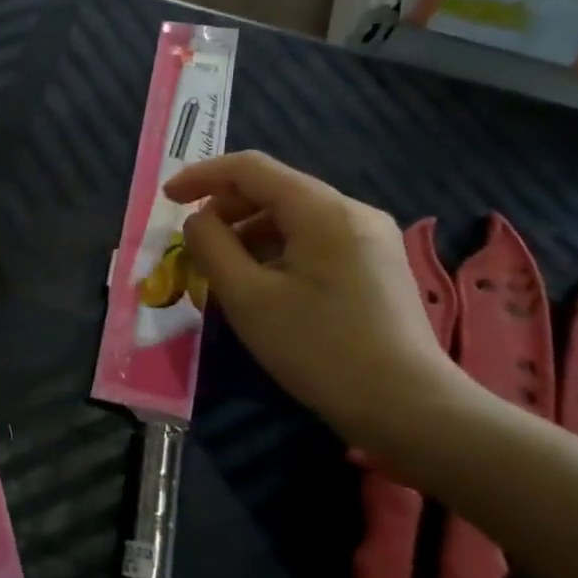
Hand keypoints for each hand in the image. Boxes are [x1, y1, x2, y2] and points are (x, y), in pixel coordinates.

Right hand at [164, 152, 469, 441]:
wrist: (410, 408)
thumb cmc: (319, 349)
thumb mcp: (248, 298)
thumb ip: (212, 247)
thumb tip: (198, 220)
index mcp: (322, 210)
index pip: (250, 168)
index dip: (202, 176)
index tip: (167, 199)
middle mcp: (352, 211)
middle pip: (274, 189)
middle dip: (226, 210)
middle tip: (195, 246)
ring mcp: (371, 237)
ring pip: (294, 217)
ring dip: (250, 234)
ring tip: (224, 272)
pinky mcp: (377, 265)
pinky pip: (315, 240)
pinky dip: (278, 250)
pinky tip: (264, 285)